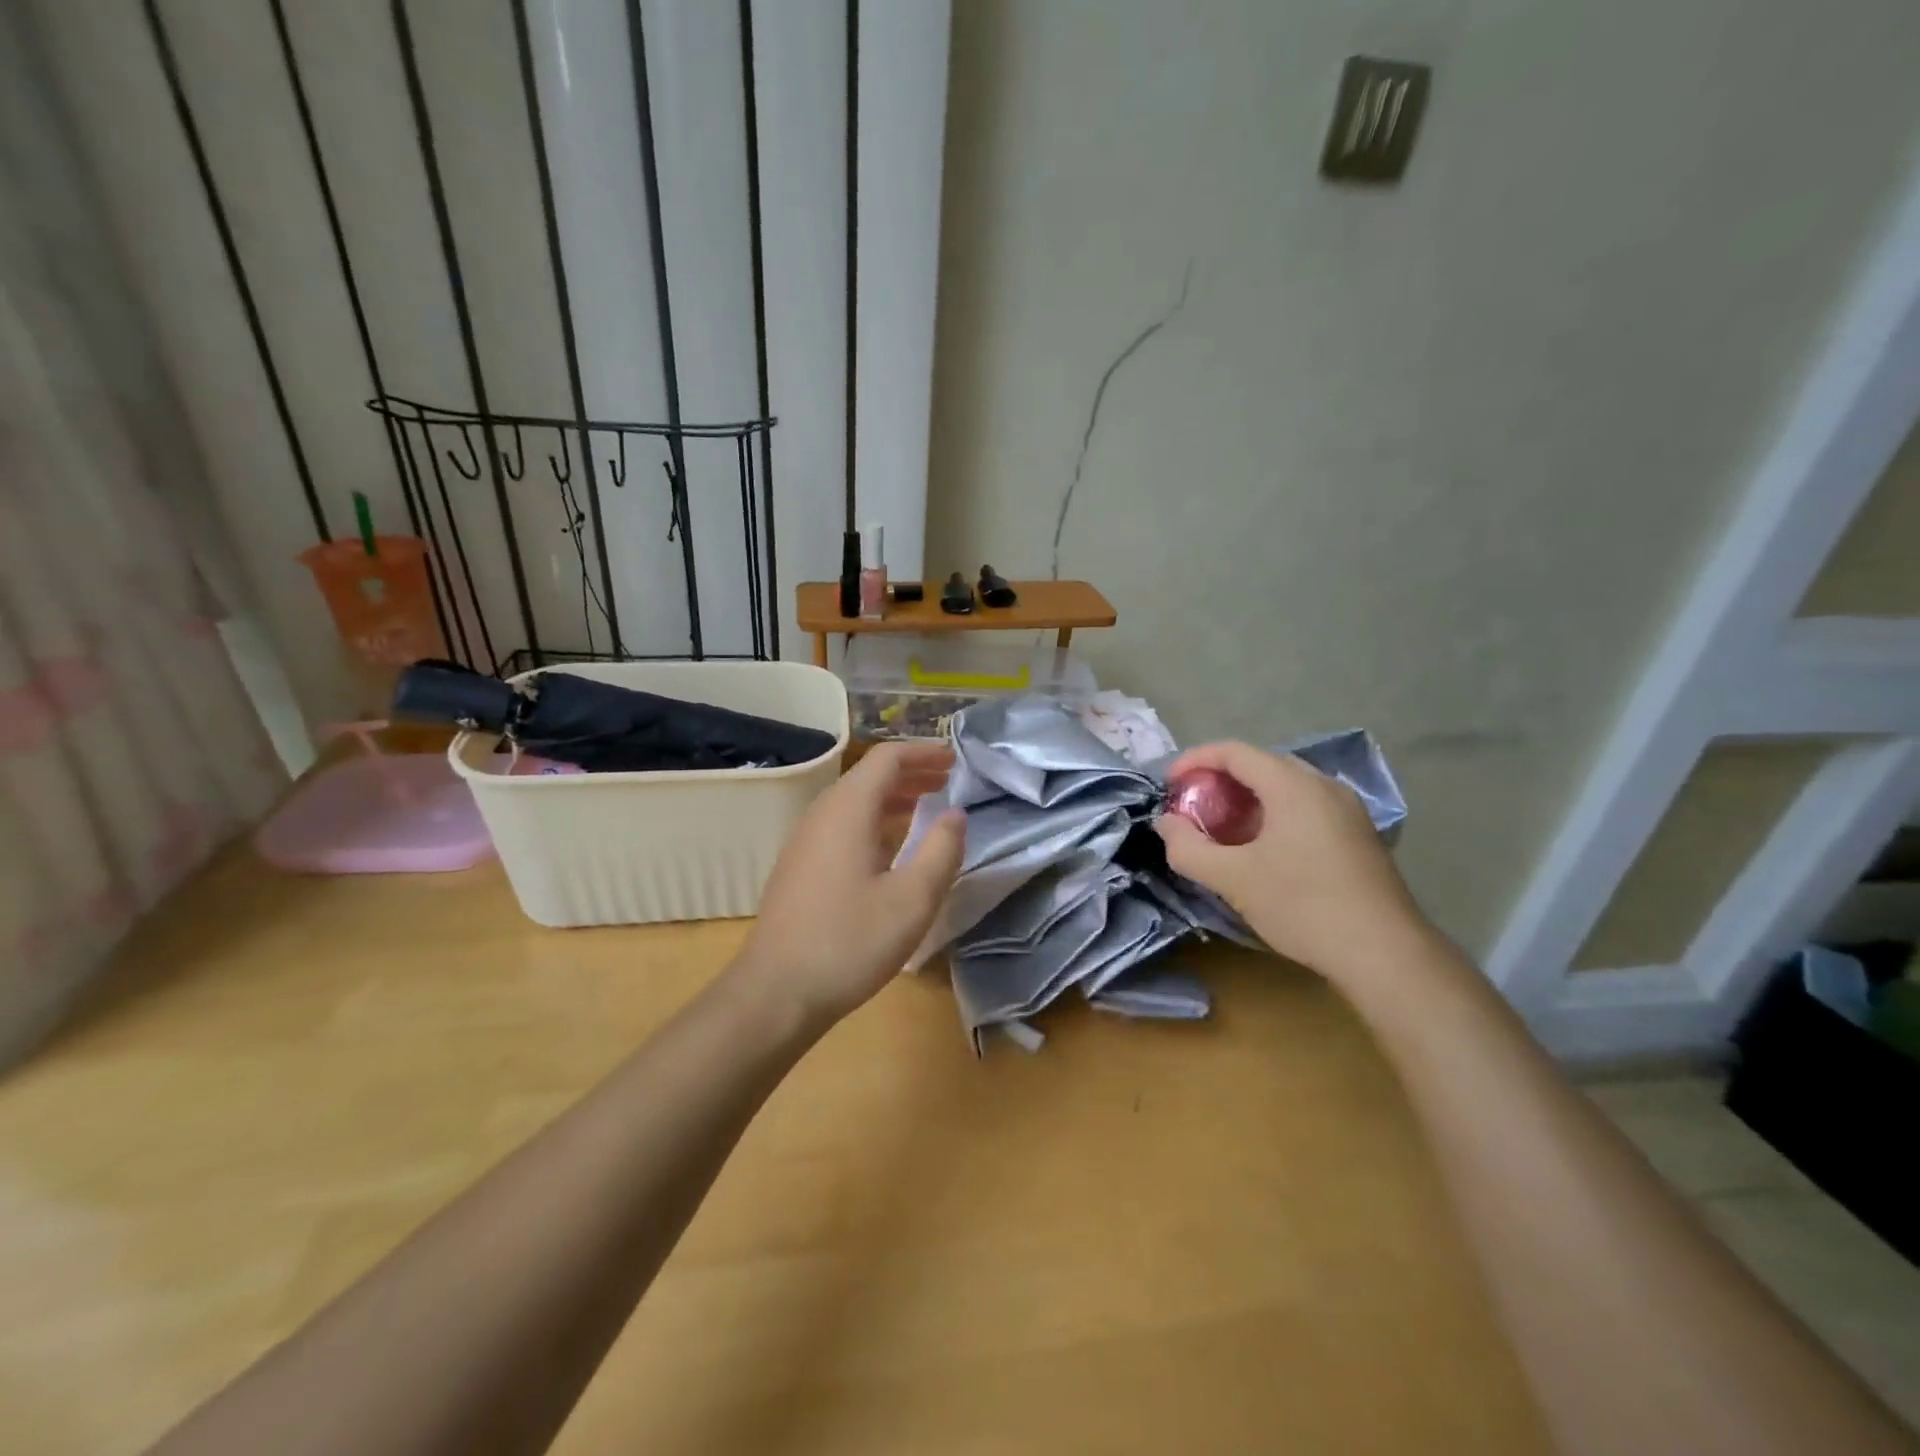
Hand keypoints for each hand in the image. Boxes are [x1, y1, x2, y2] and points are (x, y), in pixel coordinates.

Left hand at [732, 741, 965, 1029]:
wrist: (775, 992)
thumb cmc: (850, 942)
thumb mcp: (913, 900)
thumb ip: (942, 851)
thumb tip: (956, 815)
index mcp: (848, 810)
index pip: (887, 758)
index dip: (923, 753)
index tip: (954, 759)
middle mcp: (822, 814)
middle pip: (869, 777)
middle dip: (911, 773)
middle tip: (947, 780)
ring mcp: (805, 840)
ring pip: (854, 802)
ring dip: (893, 798)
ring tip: (927, 806)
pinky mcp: (799, 866)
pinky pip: (842, 825)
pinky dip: (874, 821)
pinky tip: (891, 846)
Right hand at [1154, 741, 1430, 984]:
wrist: (1385, 954)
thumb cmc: (1303, 906)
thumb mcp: (1233, 879)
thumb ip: (1188, 847)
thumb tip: (1165, 824)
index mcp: (1292, 785)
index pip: (1233, 751)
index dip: (1194, 760)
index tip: (1168, 786)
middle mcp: (1323, 785)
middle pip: (1260, 765)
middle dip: (1219, 781)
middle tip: (1192, 808)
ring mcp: (1347, 809)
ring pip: (1285, 787)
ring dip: (1246, 800)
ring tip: (1222, 830)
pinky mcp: (1358, 835)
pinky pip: (1305, 807)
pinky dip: (1273, 815)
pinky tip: (1262, 850)